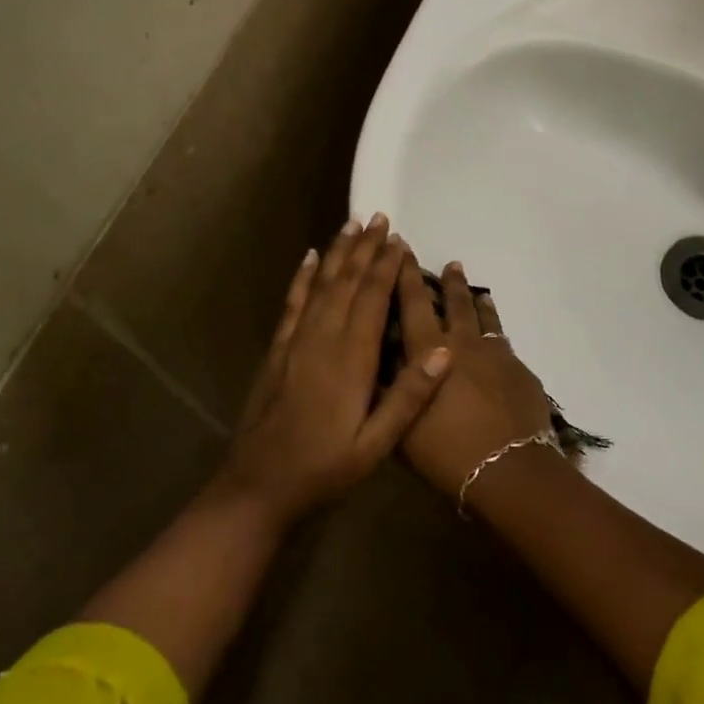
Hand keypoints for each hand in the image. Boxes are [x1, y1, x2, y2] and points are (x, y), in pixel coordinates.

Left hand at [217, 214, 452, 527]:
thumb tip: (444, 350)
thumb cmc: (325, 467)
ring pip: (321, 284)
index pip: (372, 299)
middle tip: (380, 217)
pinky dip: (303, 277)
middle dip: (365, 249)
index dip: (386, 267)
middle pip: (347, 282)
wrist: (259, 485)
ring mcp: (296, 341)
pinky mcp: (278, 350)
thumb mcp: (377, 444)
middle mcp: (323, 339)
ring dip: (338, 253)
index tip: (400, 240)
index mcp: (351, 359)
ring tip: (352, 224)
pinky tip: (310, 257)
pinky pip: (293, 303)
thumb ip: (409, 396)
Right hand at [395, 259, 553, 496]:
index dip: (405, 275)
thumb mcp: (401, 427)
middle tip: (449, 264)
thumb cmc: (446, 451)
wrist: (510, 468)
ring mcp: (496, 354)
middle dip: (449, 282)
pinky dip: (497, 335)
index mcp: (430, 351)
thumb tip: (369, 368)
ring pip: (485, 318)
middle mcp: (463, 343)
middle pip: (455, 303)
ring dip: (477, 302)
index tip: (402, 248)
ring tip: (477, 292)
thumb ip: (386, 393)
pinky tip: (498, 341)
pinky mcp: (520, 371)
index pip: (413, 303)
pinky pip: (504, 344)